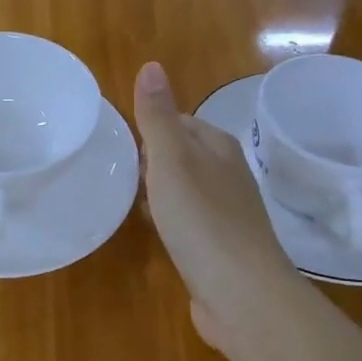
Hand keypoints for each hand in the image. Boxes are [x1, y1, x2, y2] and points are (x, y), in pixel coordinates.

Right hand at [132, 61, 312, 360]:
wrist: (242, 295)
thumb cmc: (201, 220)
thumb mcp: (171, 160)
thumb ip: (158, 116)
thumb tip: (151, 65)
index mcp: (218, 147)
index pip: (179, 121)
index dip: (150, 129)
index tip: (120, 144)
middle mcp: (228, 174)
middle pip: (184, 154)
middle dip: (153, 160)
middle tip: (119, 172)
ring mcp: (228, 212)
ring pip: (187, 188)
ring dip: (161, 191)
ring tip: (131, 200)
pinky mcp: (223, 246)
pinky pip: (191, 220)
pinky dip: (172, 220)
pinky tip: (158, 233)